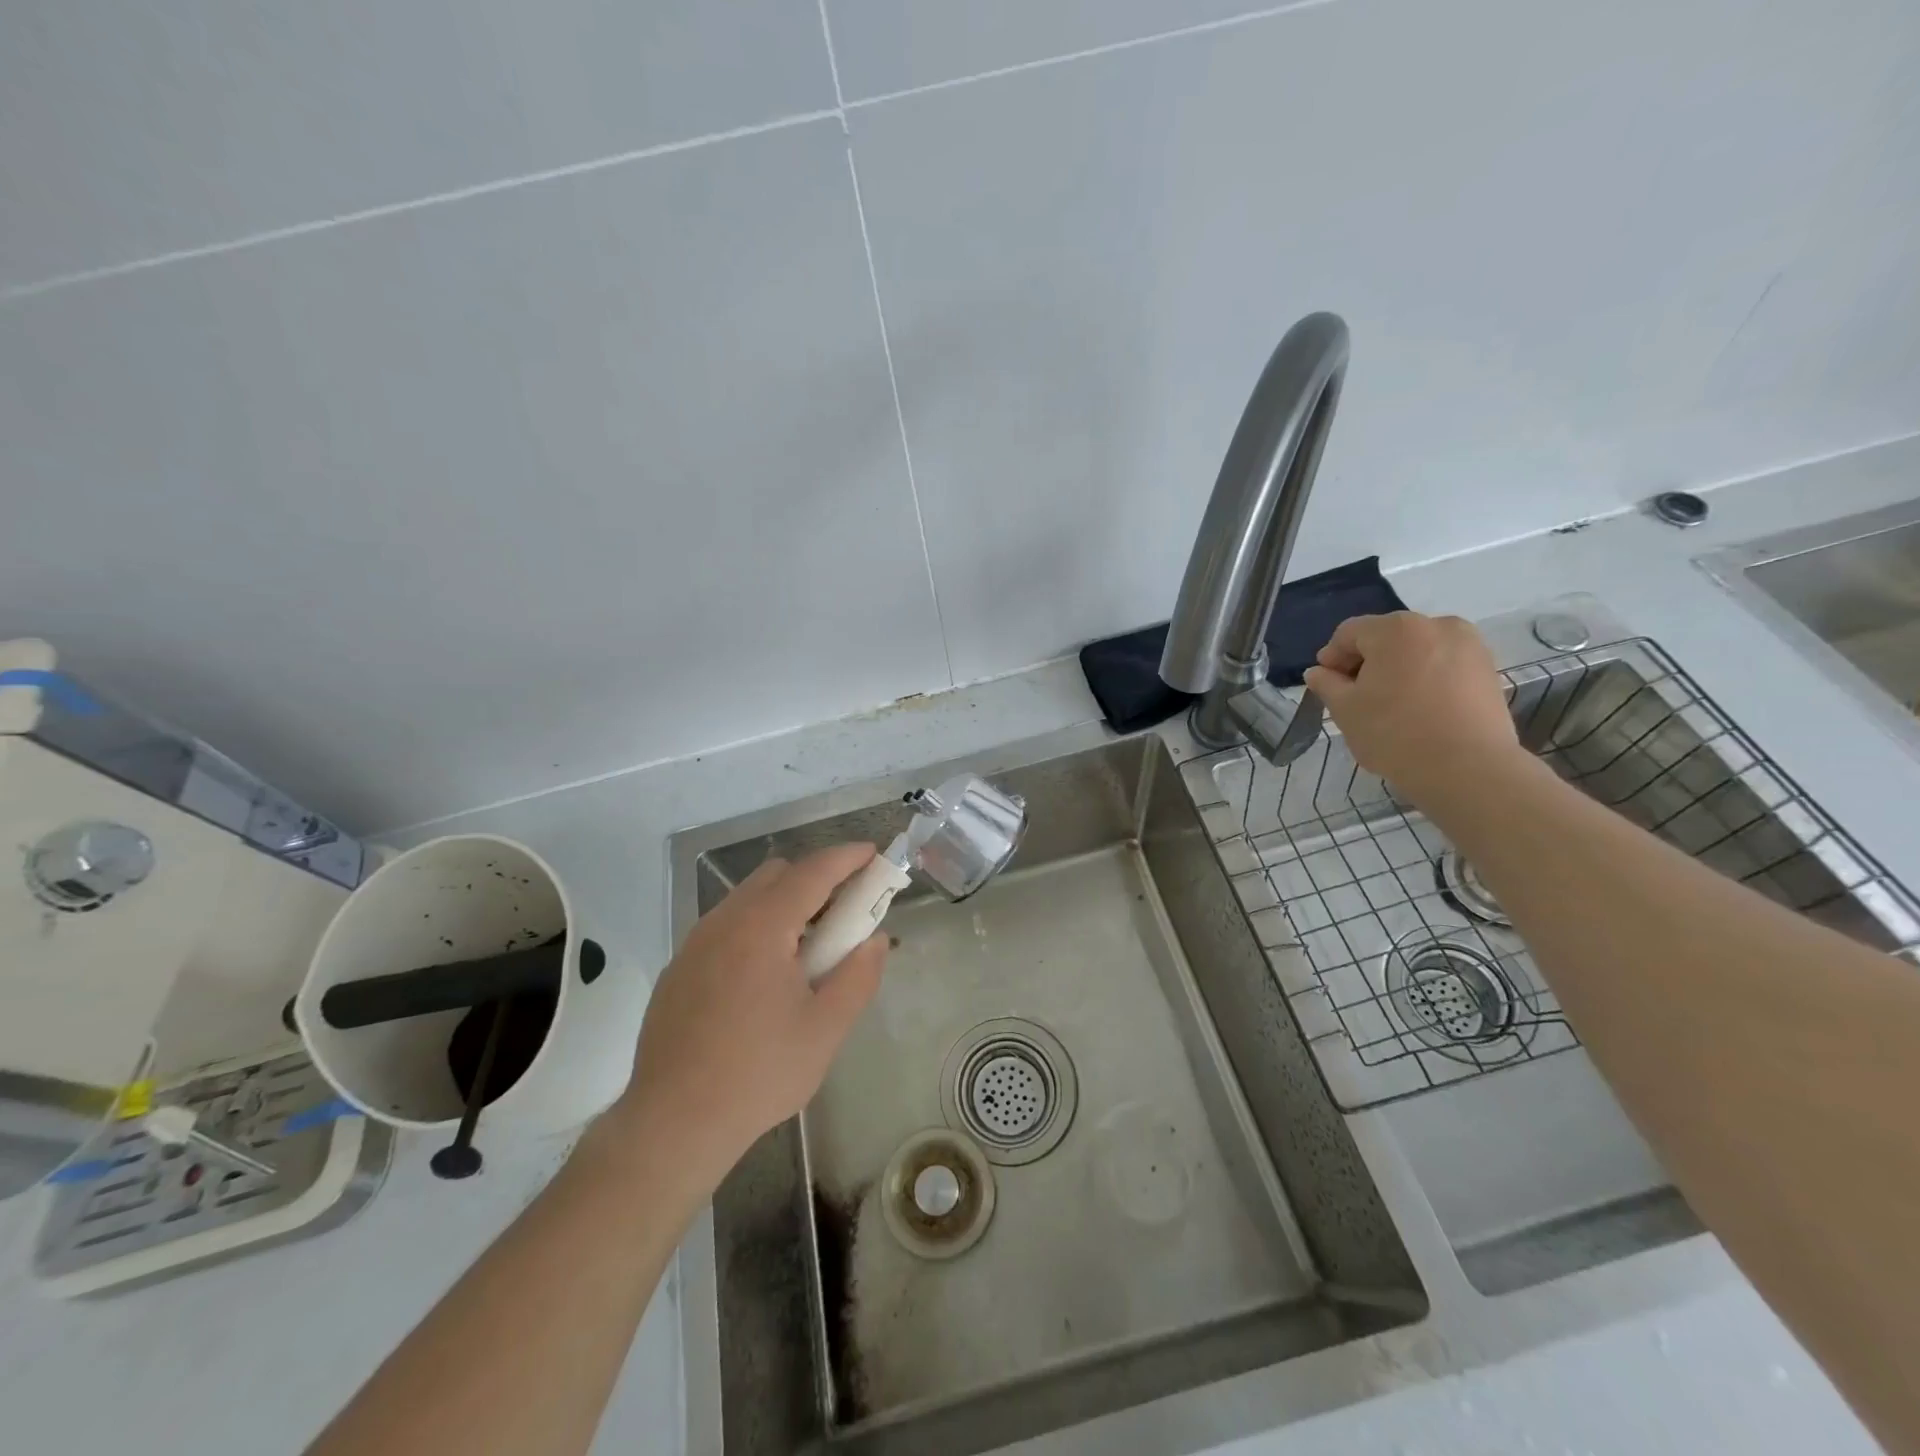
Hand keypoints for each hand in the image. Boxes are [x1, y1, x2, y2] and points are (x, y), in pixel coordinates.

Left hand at [609, 844, 888, 1191]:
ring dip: (785, 904)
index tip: (872, 854)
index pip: (812, 872)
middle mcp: (723, 922)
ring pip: (748, 898)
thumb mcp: (825, 1029)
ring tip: (807, 950)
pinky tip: (765, 977)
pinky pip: (726, 926)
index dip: (846, 857)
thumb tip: (875, 940)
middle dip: (816, 879)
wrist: (672, 1123)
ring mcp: (695, 943)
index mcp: (762, 928)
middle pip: (776, 875)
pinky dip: (757, 927)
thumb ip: (858, 976)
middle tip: (844, 913)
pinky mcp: (679, 968)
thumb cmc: (758, 1074)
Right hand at [1302, 611, 1523, 806]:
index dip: (1332, 656)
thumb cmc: (1394, 733)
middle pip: (1387, 637)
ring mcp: (1470, 645)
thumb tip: (1318, 671)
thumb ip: (1326, 684)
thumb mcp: (1345, 710)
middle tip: (1356, 695)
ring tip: (1391, 704)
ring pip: (1419, 650)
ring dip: (1398, 669)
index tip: (1326, 684)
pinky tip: (1420, 709)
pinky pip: (1445, 664)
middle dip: (1367, 662)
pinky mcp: (1489, 669)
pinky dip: (1427, 678)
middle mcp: (1436, 625)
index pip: (1349, 633)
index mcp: (1395, 629)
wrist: (1468, 768)